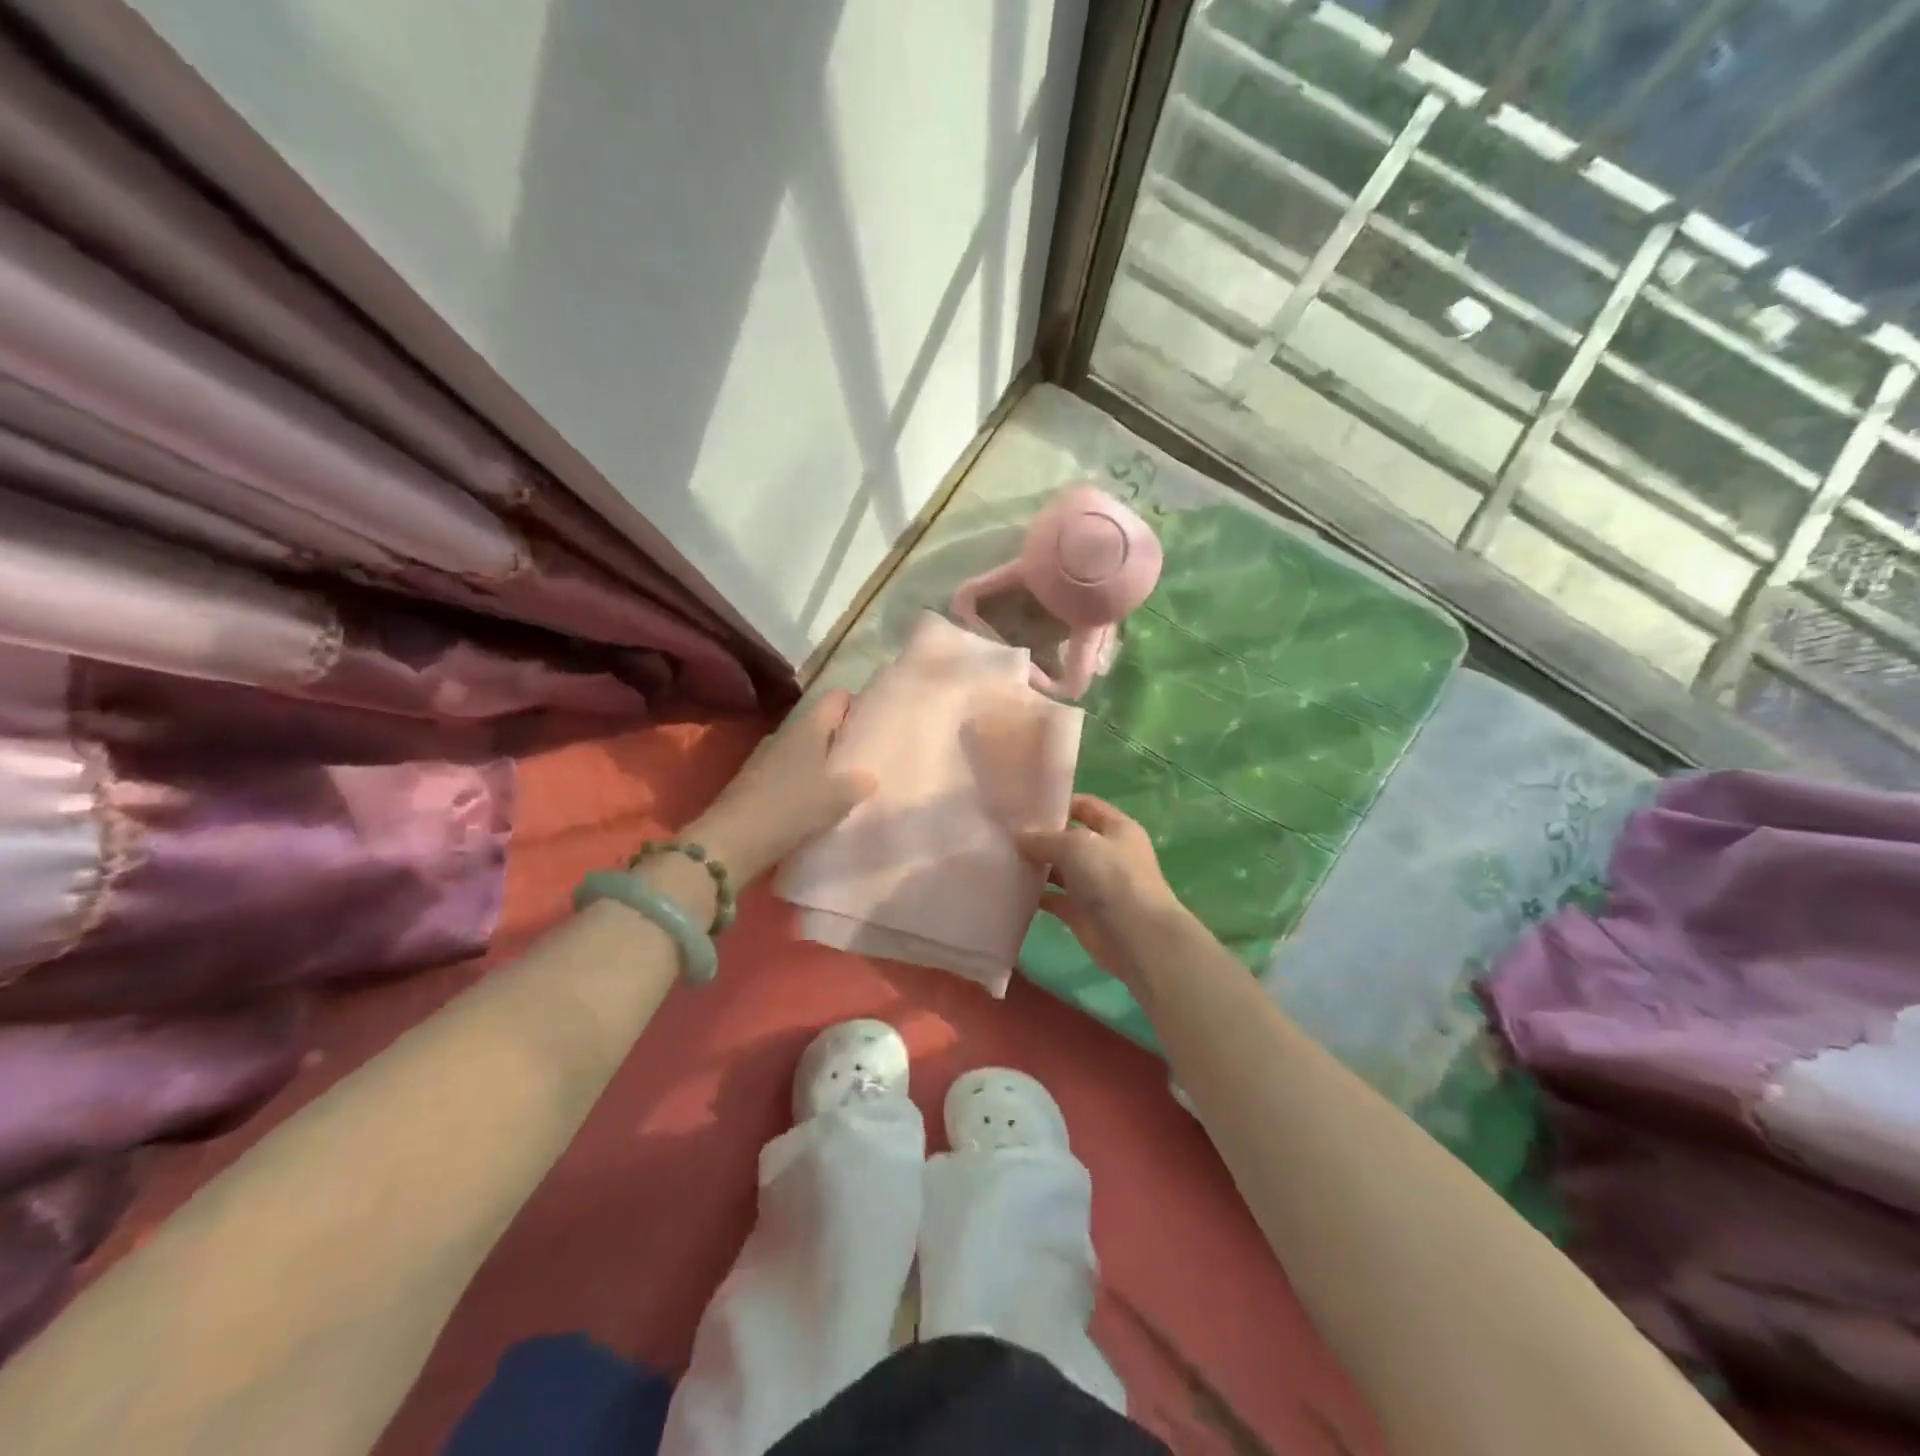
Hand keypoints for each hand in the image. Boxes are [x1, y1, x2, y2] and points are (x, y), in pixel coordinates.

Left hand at [690, 690, 875, 882]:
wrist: (732, 841)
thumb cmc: (791, 808)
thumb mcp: (835, 799)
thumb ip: (857, 784)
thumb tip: (868, 778)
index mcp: (808, 728)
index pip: (836, 699)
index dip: (855, 704)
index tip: (873, 719)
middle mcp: (786, 734)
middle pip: (819, 724)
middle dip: (839, 736)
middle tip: (863, 754)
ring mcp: (765, 757)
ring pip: (802, 748)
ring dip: (820, 760)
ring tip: (842, 780)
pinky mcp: (753, 781)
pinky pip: (786, 771)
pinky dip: (802, 779)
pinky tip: (813, 800)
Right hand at [1018, 795, 1182, 990]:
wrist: (1138, 939)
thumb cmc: (1113, 879)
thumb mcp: (1077, 846)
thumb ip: (1045, 839)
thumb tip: (1019, 838)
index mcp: (1116, 828)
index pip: (1086, 806)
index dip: (1058, 803)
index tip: (1025, 805)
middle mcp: (1107, 853)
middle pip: (1069, 838)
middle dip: (1041, 836)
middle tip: (1005, 833)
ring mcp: (1095, 885)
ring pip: (1060, 869)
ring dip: (1036, 866)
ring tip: (1002, 859)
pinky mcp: (1082, 913)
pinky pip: (1054, 898)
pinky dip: (1036, 895)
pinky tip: (1012, 889)